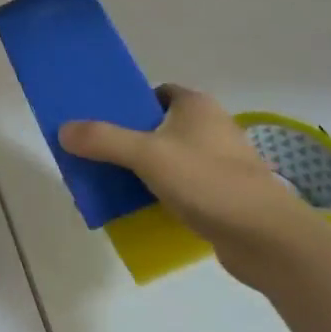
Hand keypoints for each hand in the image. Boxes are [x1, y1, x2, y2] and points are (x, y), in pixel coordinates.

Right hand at [59, 85, 326, 286]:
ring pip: (168, 157)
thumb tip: (63, 130)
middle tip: (97, 152)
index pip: (154, 92)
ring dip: (142, 168)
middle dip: (128, 138)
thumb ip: (103, 140)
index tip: (100, 118)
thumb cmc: (208, 181)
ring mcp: (220, 162)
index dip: (127, 103)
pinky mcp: (223, 194)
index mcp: (196, 105)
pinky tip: (140, 206)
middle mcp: (210, 127)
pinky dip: (160, 192)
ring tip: (111, 181)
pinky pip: (181, 185)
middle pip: (157, 125)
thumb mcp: (147, 155)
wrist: (267, 239)